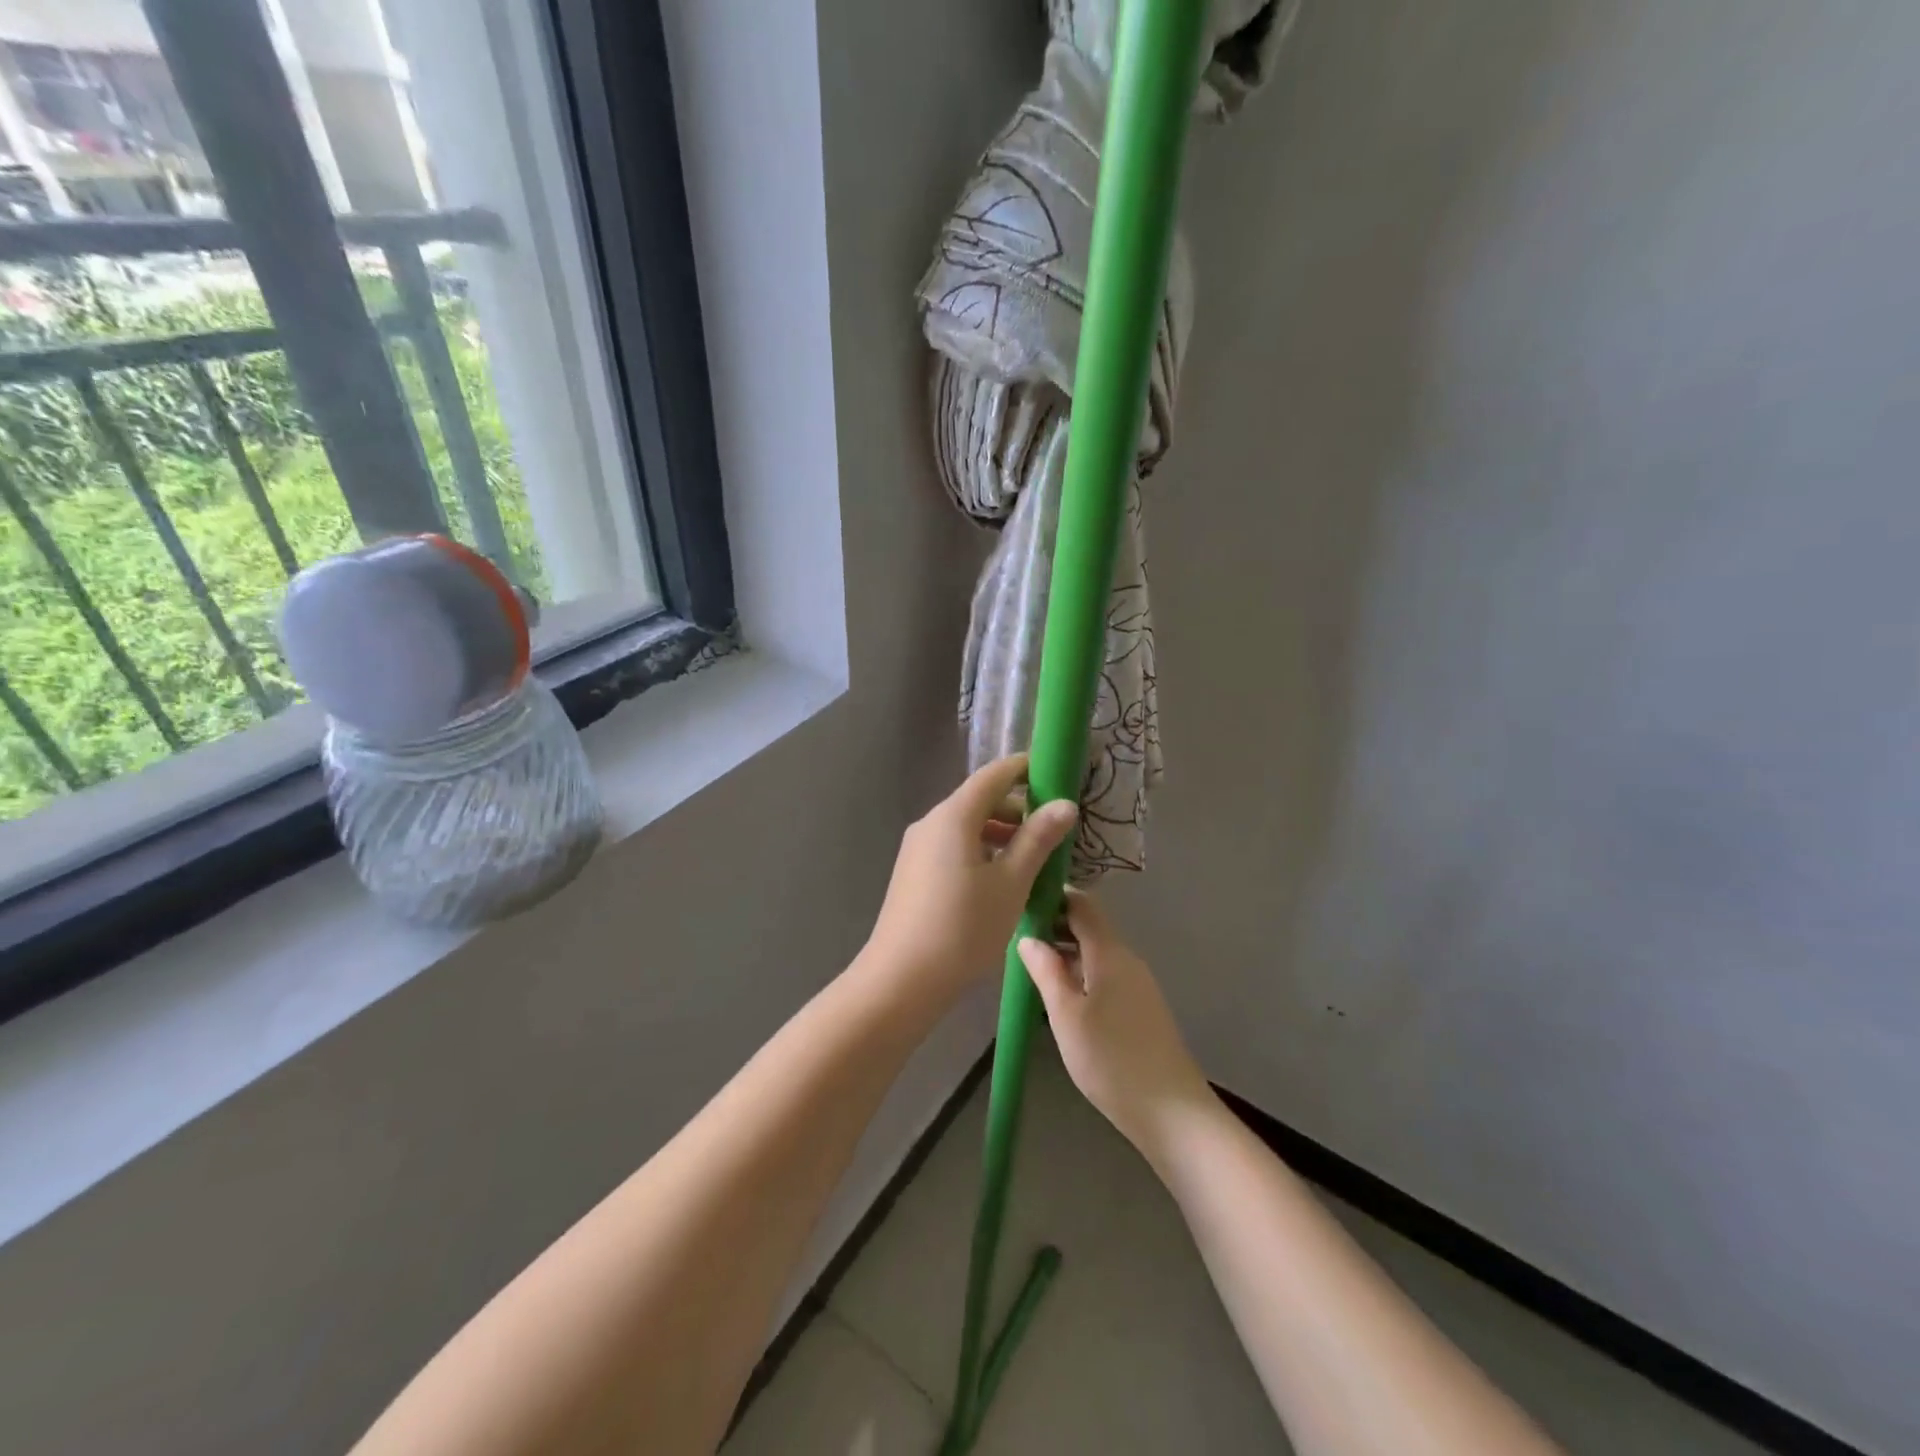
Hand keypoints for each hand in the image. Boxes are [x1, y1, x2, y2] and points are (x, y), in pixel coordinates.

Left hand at [864, 755, 1077, 1002]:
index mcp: (953, 816)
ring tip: (1035, 857)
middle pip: (979, 800)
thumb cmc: (963, 927)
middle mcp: (931, 823)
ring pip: (967, 826)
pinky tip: (1003, 879)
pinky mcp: (914, 873)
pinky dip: (982, 850)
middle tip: (1056, 827)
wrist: (901, 980)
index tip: (1057, 773)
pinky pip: (954, 847)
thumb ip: (1038, 839)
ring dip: (1002, 833)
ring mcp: (918, 849)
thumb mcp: (1011, 883)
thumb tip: (1065, 804)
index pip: (994, 775)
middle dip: (1018, 808)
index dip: (1026, 769)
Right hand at [1019, 890, 1215, 1162]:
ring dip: (1065, 953)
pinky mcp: (1141, 1008)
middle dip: (1054, 927)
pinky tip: (1061, 998)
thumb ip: (1046, 971)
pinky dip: (1080, 974)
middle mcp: (1127, 960)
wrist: (1172, 1113)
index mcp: (1109, 953)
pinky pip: (1105, 975)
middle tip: (1017, 941)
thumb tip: (1028, 936)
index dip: (1053, 897)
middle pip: (1089, 927)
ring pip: (1096, 953)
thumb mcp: (1066, 1015)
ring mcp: (1137, 984)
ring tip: (1031, 969)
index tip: (1021, 905)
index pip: (1082, 904)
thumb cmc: (1111, 1060)